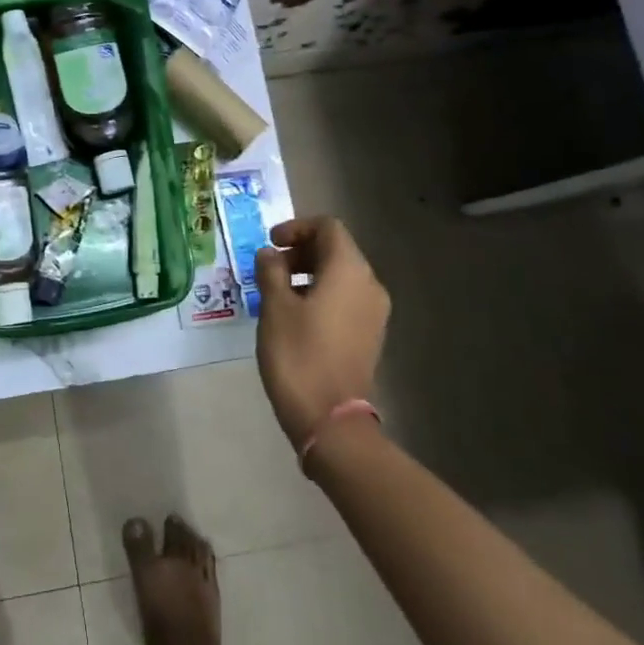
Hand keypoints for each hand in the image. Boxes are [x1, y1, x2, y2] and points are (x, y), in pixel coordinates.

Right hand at [254, 217, 390, 450]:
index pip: (328, 227)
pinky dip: (321, 294)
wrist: (329, 417)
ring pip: (342, 275)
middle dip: (301, 251)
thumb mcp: (274, 307)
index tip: (270, 244)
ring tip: (277, 292)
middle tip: (269, 268)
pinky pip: (346, 298)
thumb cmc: (298, 354)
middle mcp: (370, 284)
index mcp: (349, 270)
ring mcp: (374, 312)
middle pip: (337, 249)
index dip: (297, 228)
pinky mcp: (369, 334)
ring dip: (309, 273)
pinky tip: (295, 314)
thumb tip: (269, 254)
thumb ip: (271, 271)